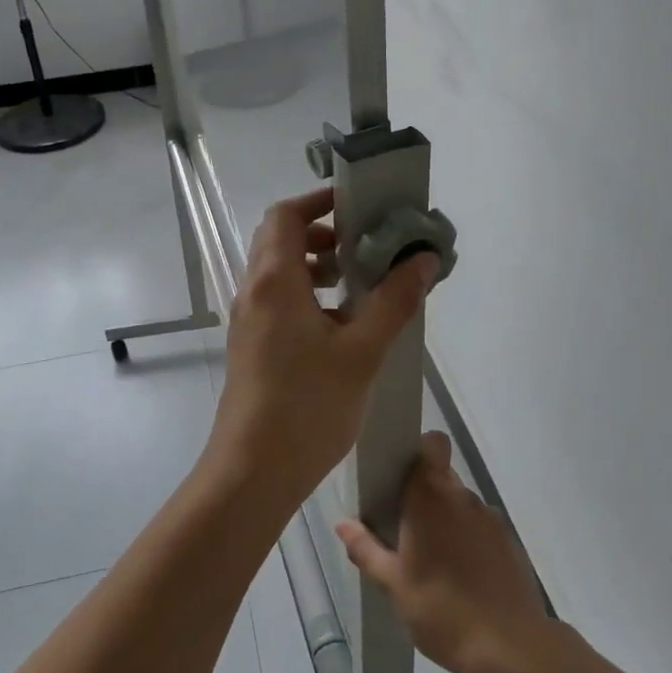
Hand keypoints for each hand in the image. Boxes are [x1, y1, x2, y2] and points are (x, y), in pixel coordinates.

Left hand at [208, 188, 438, 514]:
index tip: (358, 204)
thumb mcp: (361, 351)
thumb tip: (423, 259)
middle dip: (323, 233)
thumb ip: (393, 301)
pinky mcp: (251, 344)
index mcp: (274, 280)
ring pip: (279, 271)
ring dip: (316, 265)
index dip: (319, 201)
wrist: (253, 471)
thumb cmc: (307, 405)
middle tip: (366, 244)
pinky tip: (341, 324)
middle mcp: (254, 291)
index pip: (287, 215)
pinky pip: (278, 299)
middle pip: (280, 239)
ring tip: (359, 282)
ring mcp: (248, 319)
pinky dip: (307, 293)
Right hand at [336, 432, 549, 672]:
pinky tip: (461, 577)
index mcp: (431, 497)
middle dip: (423, 494)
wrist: (513, 650)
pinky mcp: (509, 541)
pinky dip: (468, 540)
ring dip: (446, 519)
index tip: (402, 473)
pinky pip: (480, 526)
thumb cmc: (443, 610)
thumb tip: (343, 524)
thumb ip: (366, 550)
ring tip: (434, 560)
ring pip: (460, 503)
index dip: (420, 449)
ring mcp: (490, 518)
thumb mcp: (394, 585)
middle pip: (441, 475)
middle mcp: (462, 497)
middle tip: (405, 528)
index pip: (432, 444)